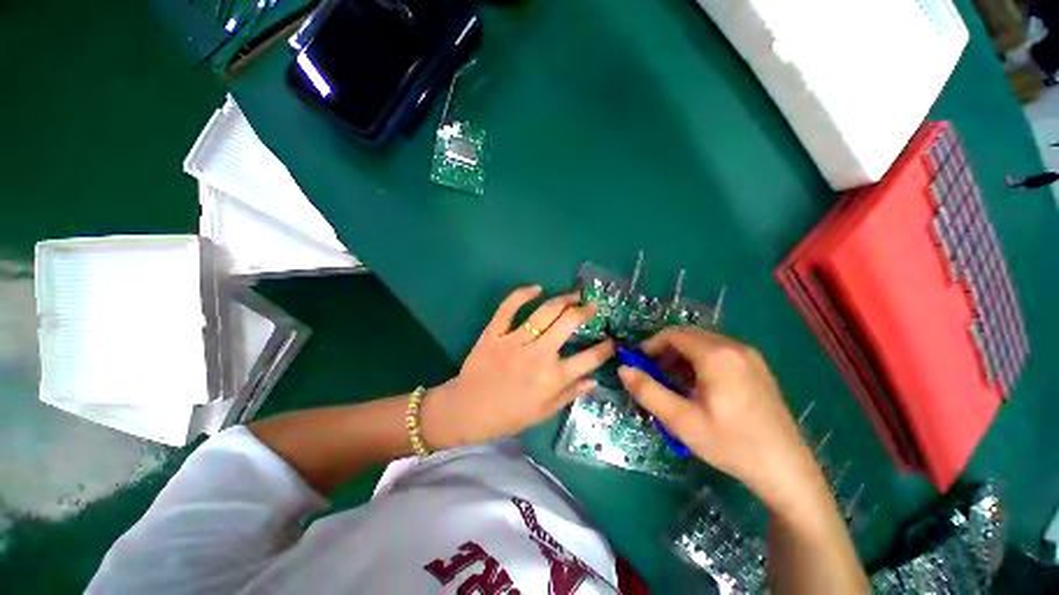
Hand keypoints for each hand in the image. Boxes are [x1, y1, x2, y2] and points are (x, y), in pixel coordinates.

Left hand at [422, 286, 614, 448]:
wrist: (467, 411)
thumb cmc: (508, 415)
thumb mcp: (543, 412)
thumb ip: (570, 394)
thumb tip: (594, 381)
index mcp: (552, 378)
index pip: (588, 359)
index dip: (605, 348)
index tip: (612, 340)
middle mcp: (538, 355)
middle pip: (568, 323)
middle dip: (585, 311)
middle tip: (592, 306)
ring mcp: (514, 341)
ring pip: (544, 313)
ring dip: (563, 299)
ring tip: (574, 294)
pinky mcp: (494, 332)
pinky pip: (508, 308)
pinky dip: (522, 294)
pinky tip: (536, 288)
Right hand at [618, 327, 821, 514]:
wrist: (786, 470)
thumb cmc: (730, 444)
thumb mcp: (681, 420)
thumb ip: (648, 391)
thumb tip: (623, 369)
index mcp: (716, 355)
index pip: (673, 334)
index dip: (650, 345)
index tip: (638, 363)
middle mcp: (735, 347)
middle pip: (688, 335)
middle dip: (665, 350)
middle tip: (653, 374)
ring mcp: (750, 357)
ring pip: (704, 343)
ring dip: (682, 356)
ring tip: (673, 382)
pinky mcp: (757, 368)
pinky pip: (720, 353)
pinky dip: (700, 361)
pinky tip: (698, 386)